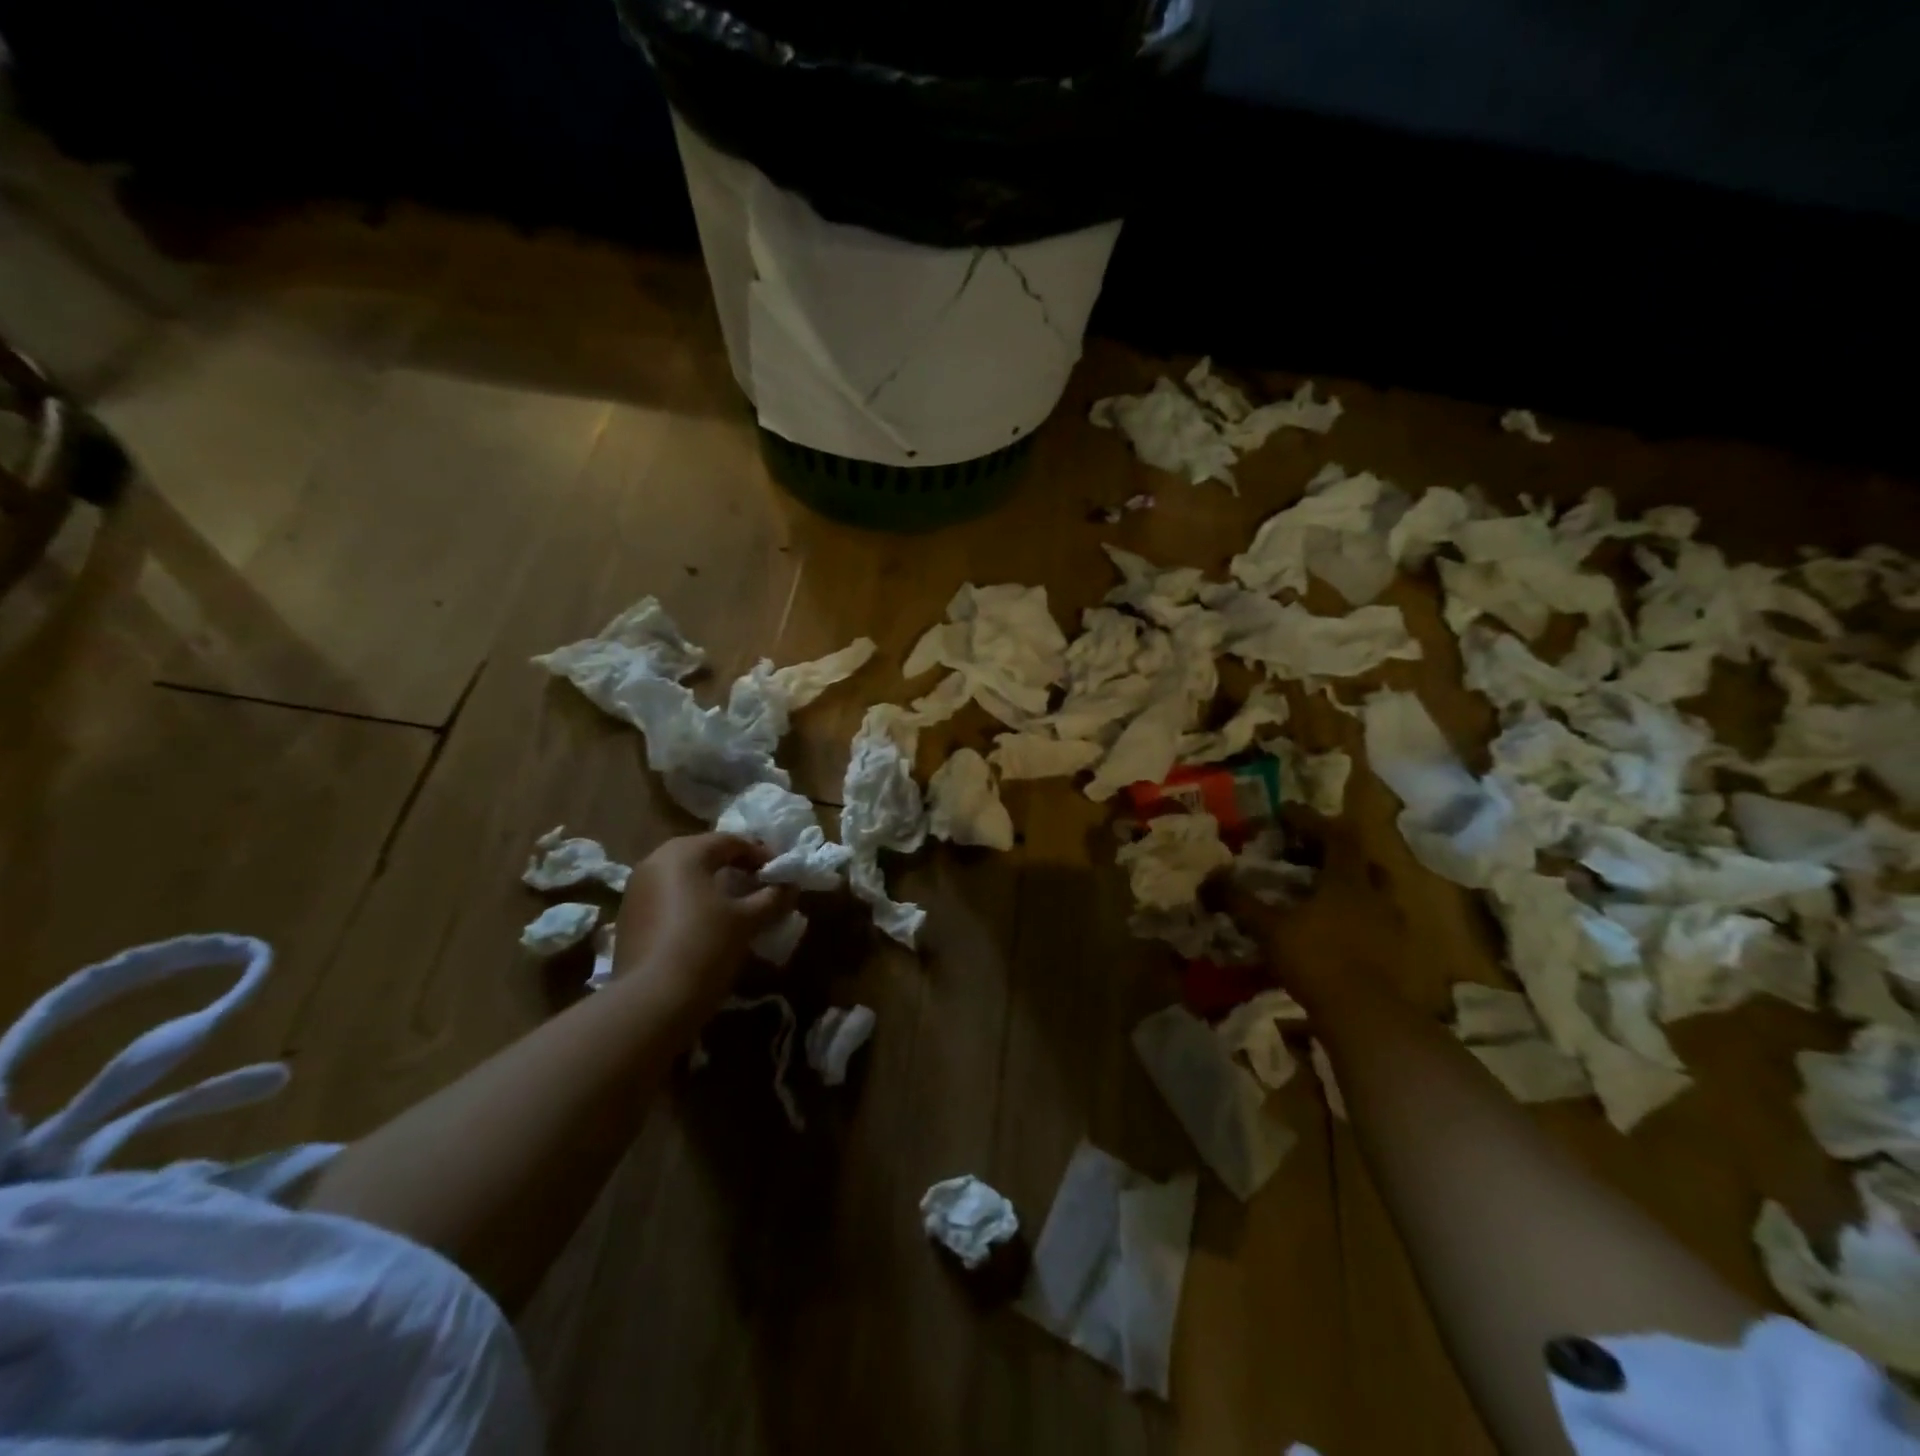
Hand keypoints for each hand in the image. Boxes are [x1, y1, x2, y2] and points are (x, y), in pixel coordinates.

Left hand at [611, 833, 796, 1017]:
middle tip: (758, 883)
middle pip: (703, 854)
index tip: (780, 873)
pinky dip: (689, 902)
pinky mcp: (627, 918)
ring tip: (735, 905)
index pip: (730, 841)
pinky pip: (667, 897)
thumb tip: (791, 886)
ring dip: (710, 884)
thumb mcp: (748, 920)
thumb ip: (773, 898)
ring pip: (683, 876)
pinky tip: (705, 924)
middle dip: (733, 866)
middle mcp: (654, 862)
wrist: (651, 1001)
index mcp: (684, 853)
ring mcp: (635, 890)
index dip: (759, 854)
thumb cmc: (706, 946)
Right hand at [1225, 821, 1409, 999]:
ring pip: (1373, 890)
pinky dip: (1357, 915)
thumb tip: (1210, 879)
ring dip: (1350, 883)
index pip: (1334, 835)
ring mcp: (1390, 925)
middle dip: (1334, 850)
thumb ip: (1242, 902)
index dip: (1309, 820)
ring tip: (1322, 889)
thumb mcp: (1270, 929)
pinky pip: (1376, 920)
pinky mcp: (1395, 952)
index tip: (1284, 811)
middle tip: (1307, 851)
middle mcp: (1375, 895)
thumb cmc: (1317, 960)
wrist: (1367, 1016)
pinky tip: (1338, 928)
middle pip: (1360, 860)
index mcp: (1347, 881)